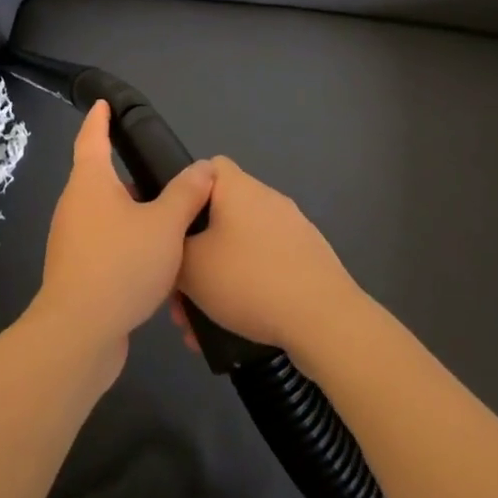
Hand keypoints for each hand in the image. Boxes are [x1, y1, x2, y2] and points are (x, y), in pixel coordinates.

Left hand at [31, 102, 216, 374]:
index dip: (99, 118)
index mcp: (90, 182)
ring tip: (166, 221)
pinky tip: (155, 265)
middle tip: (158, 172)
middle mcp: (75, 204)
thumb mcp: (165, 225)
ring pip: (106, 216)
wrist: (79, 333)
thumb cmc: (121, 264)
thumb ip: (186, 194)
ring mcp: (72, 239)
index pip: (92, 137)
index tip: (103, 104)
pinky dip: (128, 246)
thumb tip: (204, 168)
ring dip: (132, 216)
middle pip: (100, 178)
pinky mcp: (77, 271)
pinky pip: (106, 247)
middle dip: (127, 175)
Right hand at [174, 157, 358, 362]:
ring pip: (240, 248)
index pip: (204, 168)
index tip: (172, 229)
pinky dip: (247, 290)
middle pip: (220, 215)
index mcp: (238, 187)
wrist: (325, 320)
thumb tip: (174, 241)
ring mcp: (292, 229)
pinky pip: (265, 267)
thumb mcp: (190, 266)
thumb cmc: (249, 280)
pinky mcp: (308, 260)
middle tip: (180, 293)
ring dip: (219, 278)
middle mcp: (266, 198)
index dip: (184, 193)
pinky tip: (235, 328)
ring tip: (202, 324)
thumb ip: (172, 247)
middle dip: (197, 253)